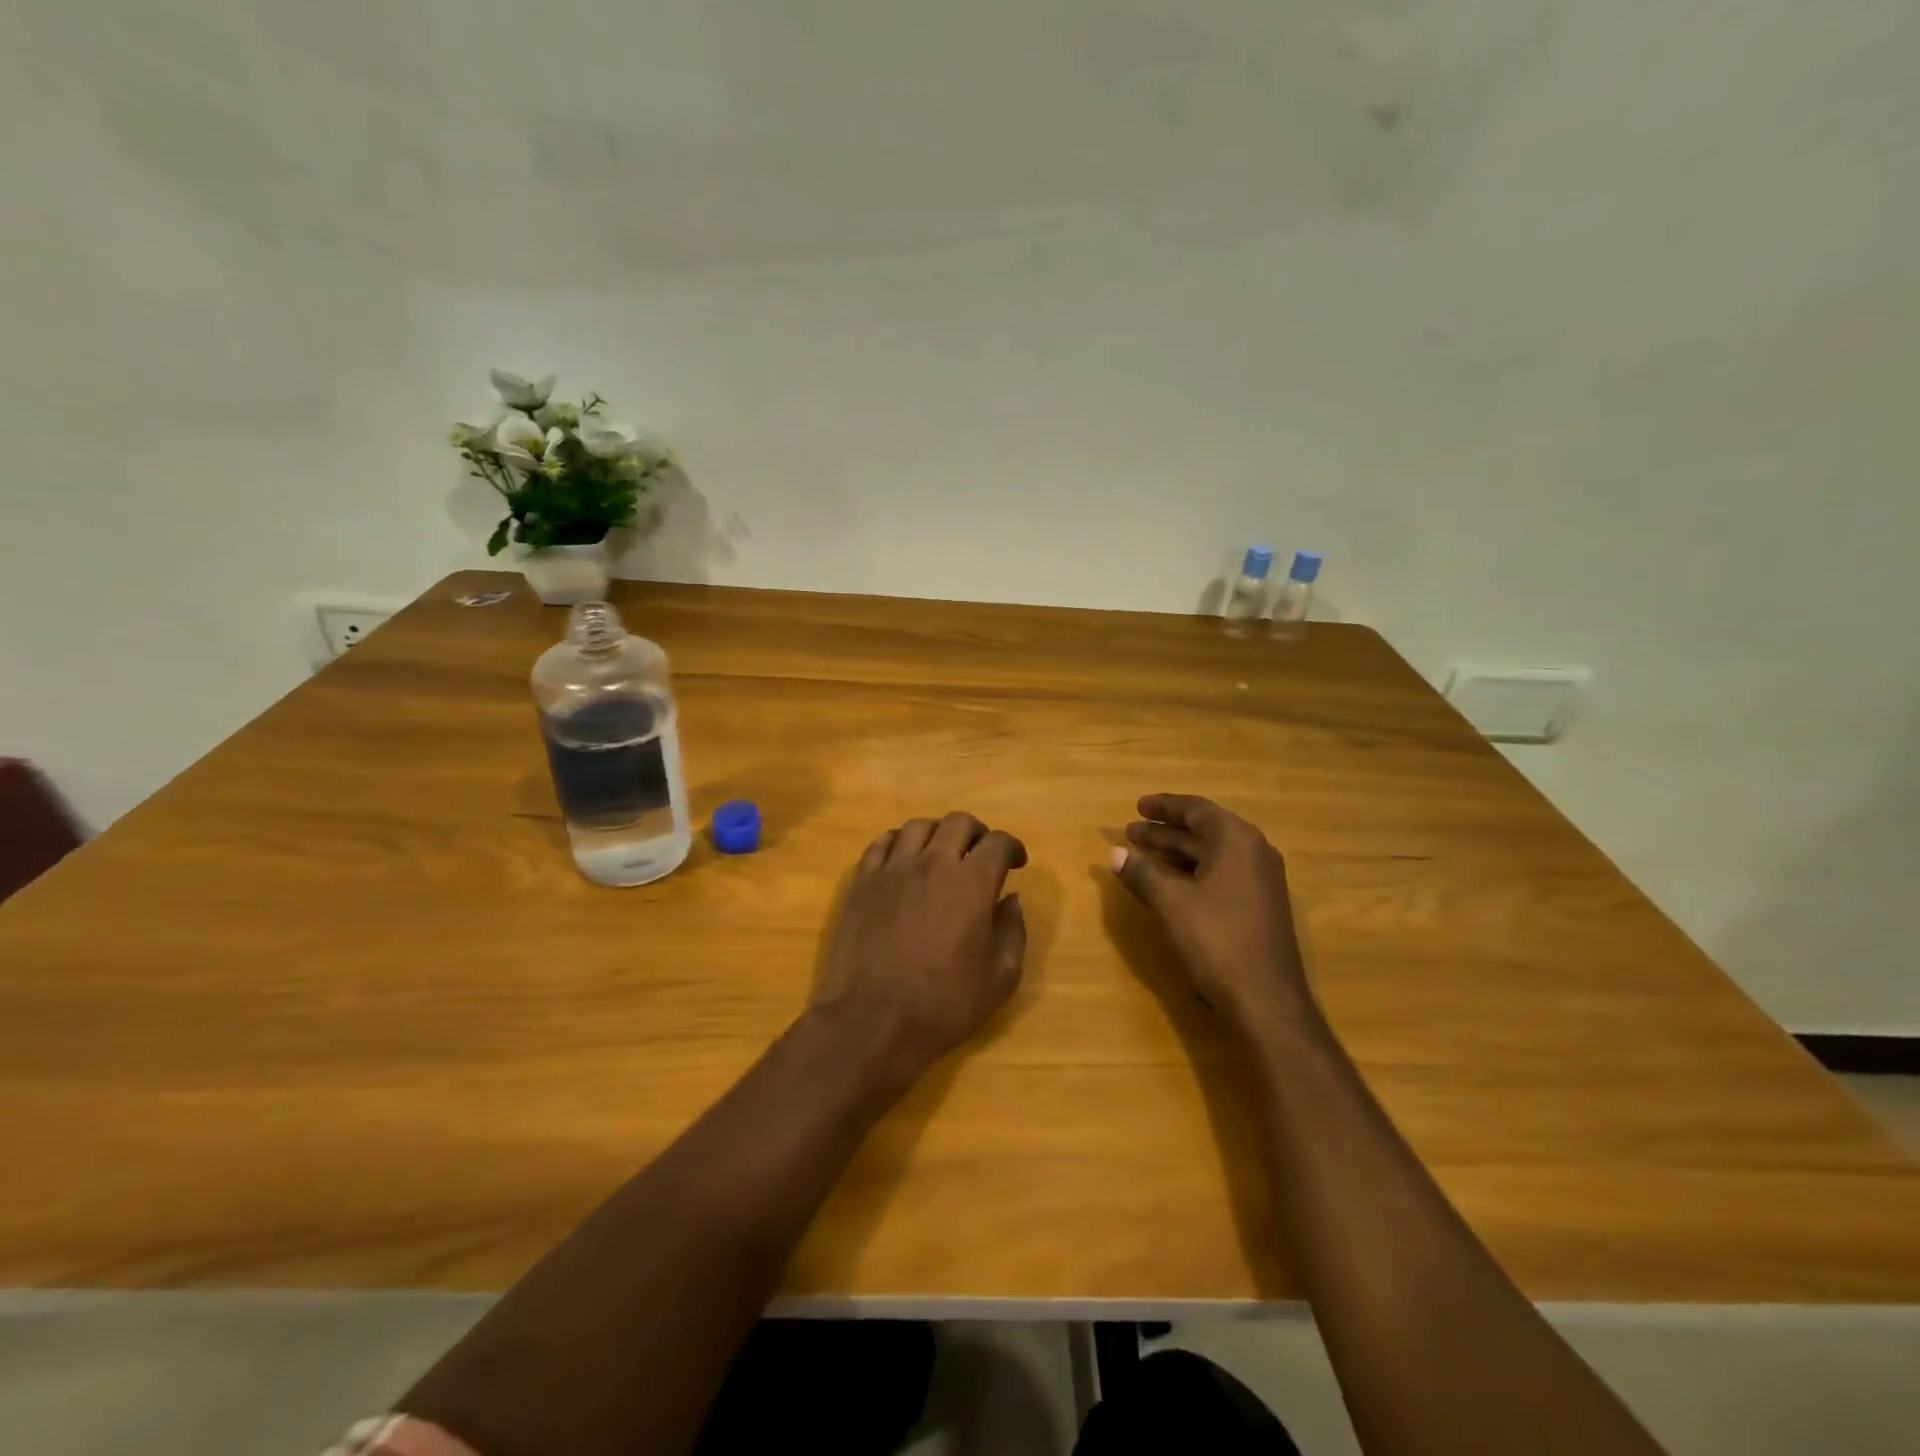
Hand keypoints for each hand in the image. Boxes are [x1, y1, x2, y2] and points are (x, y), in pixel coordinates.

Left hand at [815, 812, 1028, 1076]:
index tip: (1017, 862)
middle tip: (981, 855)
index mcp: (972, 883)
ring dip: (938, 834)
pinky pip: (882, 843)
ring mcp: (893, 869)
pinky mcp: (863, 881)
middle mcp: (933, 863)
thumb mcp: (1000, 979)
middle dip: (977, 833)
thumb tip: (1011, 900)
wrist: (873, 1020)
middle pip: (958, 822)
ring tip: (942, 854)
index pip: (998, 843)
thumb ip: (1013, 931)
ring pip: (918, 826)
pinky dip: (899, 842)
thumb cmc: (943, 1004)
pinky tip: (904, 860)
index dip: (1012, 847)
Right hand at [1109, 793, 1312, 1030]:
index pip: (1197, 810)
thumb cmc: (1218, 940)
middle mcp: (1253, 853)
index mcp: (1237, 841)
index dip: (1164, 807)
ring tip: (1140, 855)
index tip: (1137, 806)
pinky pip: (1219, 875)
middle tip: (1131, 832)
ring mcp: (1259, 882)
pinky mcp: (1257, 907)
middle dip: (1165, 831)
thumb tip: (1114, 854)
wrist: (1267, 1001)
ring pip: (1210, 855)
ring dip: (1175, 852)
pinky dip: (1190, 872)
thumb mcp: (1172, 903)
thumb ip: (1142, 873)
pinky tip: (1166, 884)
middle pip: (1204, 831)